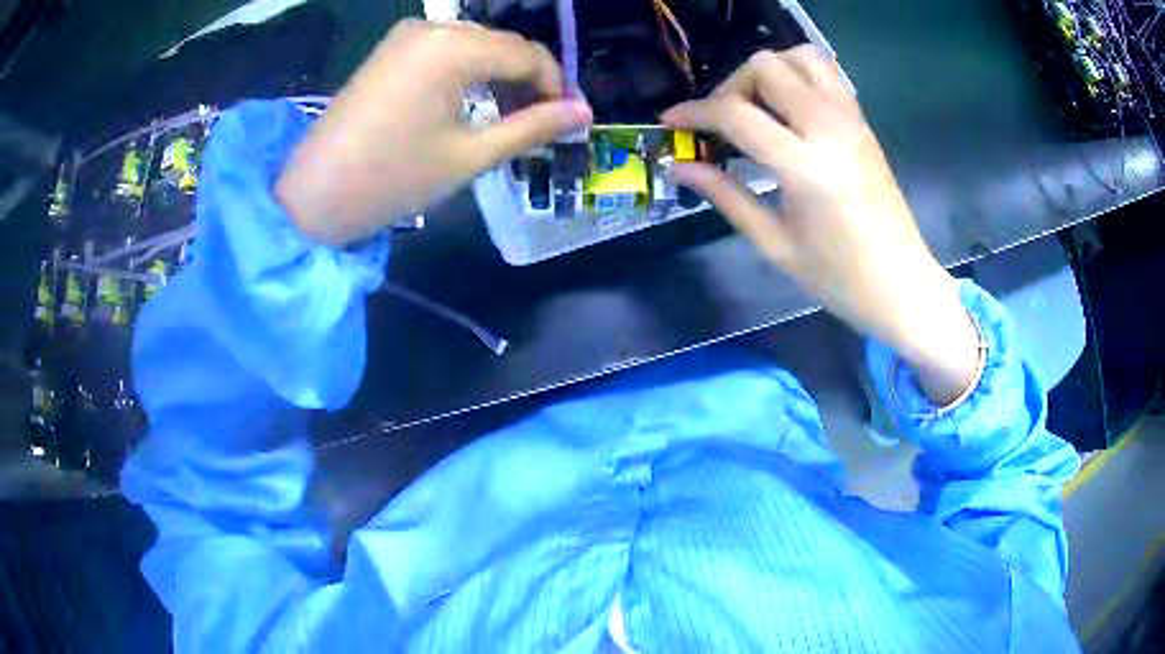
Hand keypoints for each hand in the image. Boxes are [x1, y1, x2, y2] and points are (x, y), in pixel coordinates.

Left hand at [276, 19, 592, 244]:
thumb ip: (532, 127)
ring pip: (476, 46)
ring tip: (505, 120)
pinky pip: (446, 50)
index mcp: (453, 47)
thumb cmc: (392, 179)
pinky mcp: (391, 49)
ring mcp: (406, 35)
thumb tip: (585, 112)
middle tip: (537, 125)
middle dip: (526, 82)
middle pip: (503, 45)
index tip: (566, 121)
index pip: (528, 54)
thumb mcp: (469, 156)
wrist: (312, 196)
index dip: (555, 86)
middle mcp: (432, 27)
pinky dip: (468, 73)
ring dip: (498, 77)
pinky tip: (470, 104)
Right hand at [662, 47, 978, 403]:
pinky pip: (825, 74)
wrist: (903, 285)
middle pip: (766, 66)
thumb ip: (726, 196)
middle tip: (721, 123)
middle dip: (731, 86)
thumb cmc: (840, 279)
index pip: (736, 113)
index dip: (694, 112)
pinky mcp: (863, 123)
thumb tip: (681, 166)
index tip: (670, 121)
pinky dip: (796, 76)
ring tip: (755, 109)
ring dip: (768, 72)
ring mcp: (851, 121)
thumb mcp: (775, 244)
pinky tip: (786, 111)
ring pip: (799, 56)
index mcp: (806, 167)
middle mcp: (830, 129)